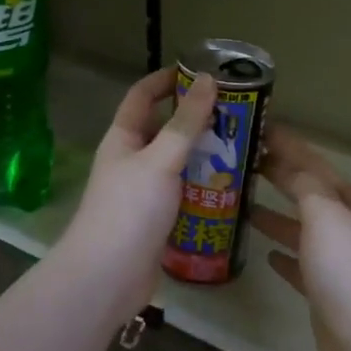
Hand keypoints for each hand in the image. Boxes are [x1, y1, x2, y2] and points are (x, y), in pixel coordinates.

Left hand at [58, 68, 217, 321]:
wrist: (107, 278)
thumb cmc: (129, 210)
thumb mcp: (161, 160)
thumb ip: (186, 123)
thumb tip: (208, 80)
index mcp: (123, 138)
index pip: (142, 95)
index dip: (167, 80)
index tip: (202, 72)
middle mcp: (131, 161)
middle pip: (164, 130)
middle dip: (196, 120)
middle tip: (236, 115)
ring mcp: (143, 192)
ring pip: (177, 164)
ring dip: (204, 156)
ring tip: (242, 149)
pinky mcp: (156, 220)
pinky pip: (183, 194)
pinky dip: (204, 188)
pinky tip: (231, 188)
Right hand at [253, 128, 350, 350]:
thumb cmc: (350, 273)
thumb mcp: (327, 217)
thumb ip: (307, 188)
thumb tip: (290, 166)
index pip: (317, 166)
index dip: (291, 147)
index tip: (262, 129)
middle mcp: (350, 230)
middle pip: (313, 195)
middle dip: (285, 177)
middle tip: (249, 162)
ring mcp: (341, 265)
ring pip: (305, 230)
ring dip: (280, 216)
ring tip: (246, 204)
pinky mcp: (328, 297)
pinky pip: (302, 267)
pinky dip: (286, 256)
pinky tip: (267, 254)